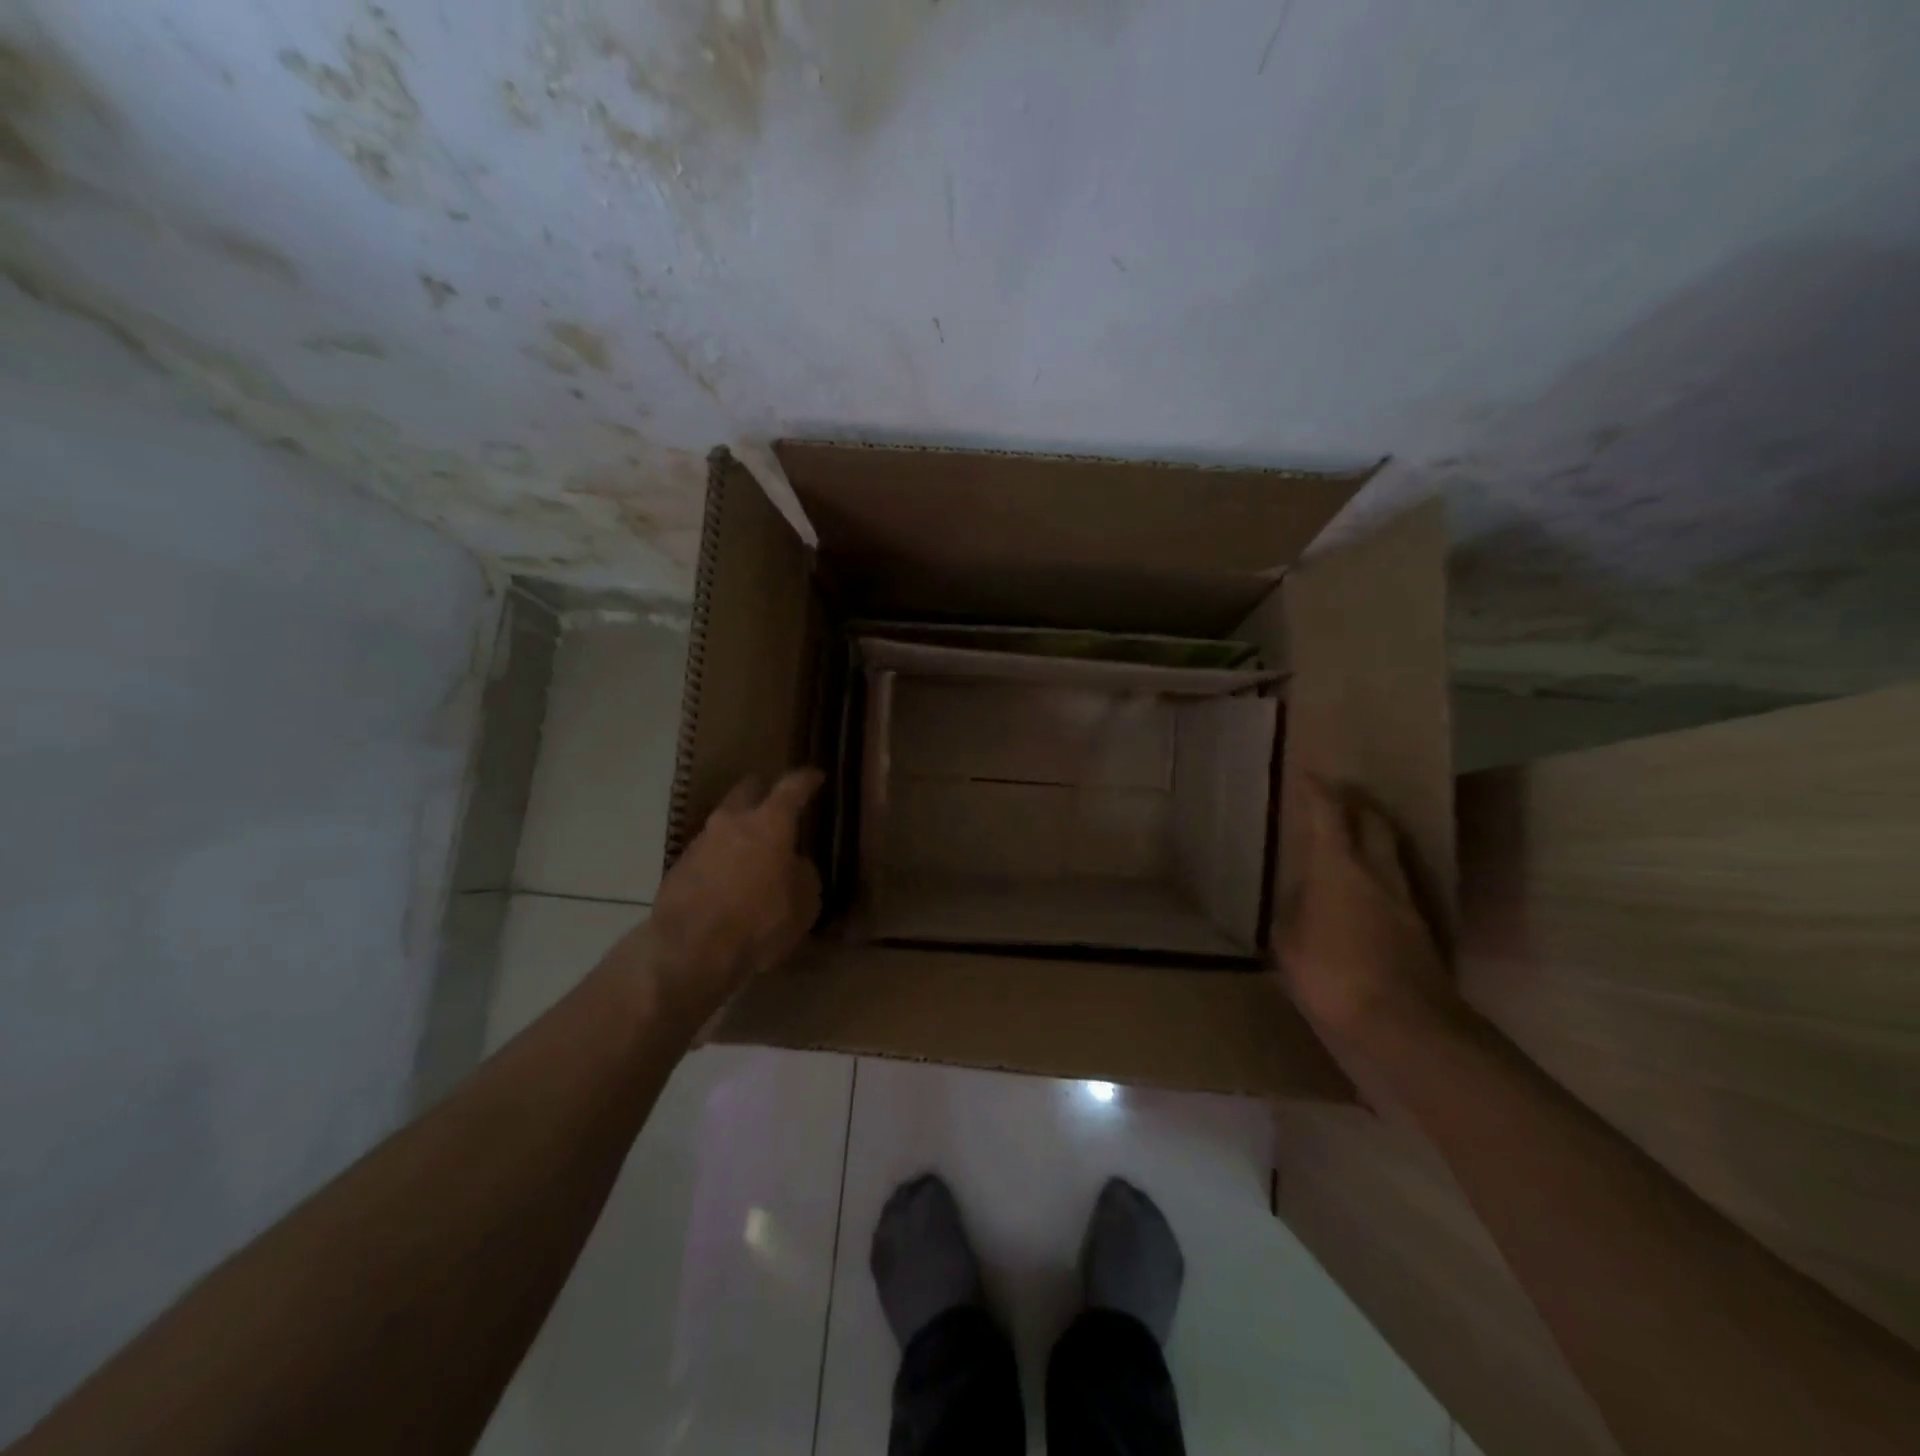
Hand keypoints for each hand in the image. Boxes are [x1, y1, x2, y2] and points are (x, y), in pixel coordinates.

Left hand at [647, 769, 823, 1020]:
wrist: (689, 951)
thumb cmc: (759, 922)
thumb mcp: (804, 902)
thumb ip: (803, 874)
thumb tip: (793, 865)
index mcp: (769, 823)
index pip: (792, 787)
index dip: (806, 779)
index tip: (815, 776)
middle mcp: (731, 822)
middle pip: (747, 791)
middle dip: (762, 793)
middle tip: (774, 804)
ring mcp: (699, 843)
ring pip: (723, 824)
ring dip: (738, 832)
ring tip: (751, 853)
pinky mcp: (677, 869)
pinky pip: (706, 855)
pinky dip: (719, 861)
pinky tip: (727, 883)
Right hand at [1275, 776, 1460, 1065]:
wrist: (1407, 1024)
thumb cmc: (1334, 974)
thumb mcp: (1289, 943)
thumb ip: (1291, 913)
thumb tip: (1297, 898)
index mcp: (1339, 868)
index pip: (1329, 815)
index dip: (1317, 791)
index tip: (1308, 775)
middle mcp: (1377, 873)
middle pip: (1373, 823)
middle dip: (1356, 804)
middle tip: (1338, 798)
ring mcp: (1404, 900)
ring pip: (1390, 852)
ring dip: (1371, 837)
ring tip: (1349, 840)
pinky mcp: (1419, 929)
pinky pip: (1394, 884)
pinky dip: (1377, 873)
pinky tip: (1363, 891)